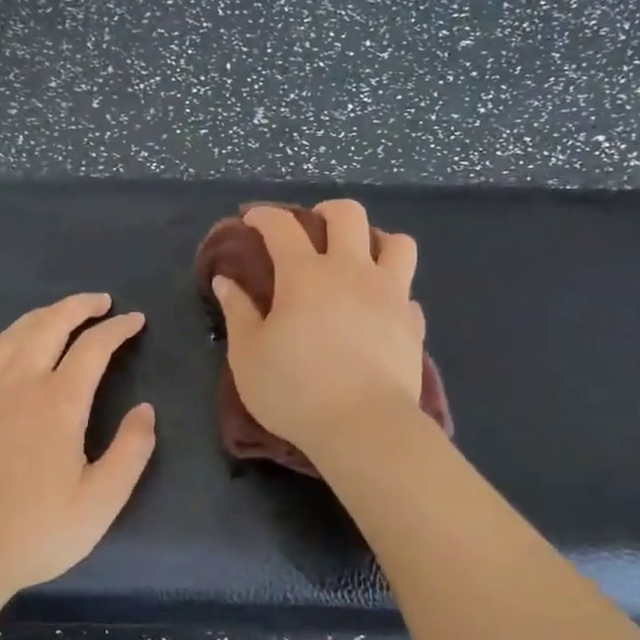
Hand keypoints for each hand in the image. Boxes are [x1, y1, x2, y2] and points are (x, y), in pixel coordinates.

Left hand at [0, 292, 155, 603]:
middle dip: (78, 306)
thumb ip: (131, 450)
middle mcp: (18, 385)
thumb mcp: (102, 501)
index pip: (93, 348)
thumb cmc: (38, 531)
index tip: (135, 321)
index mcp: (58, 403)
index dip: (117, 329)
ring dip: (40, 316)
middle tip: (100, 303)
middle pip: (48, 325)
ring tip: (60, 314)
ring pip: (11, 335)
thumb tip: (145, 409)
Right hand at [211, 200, 426, 455]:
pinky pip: (407, 293)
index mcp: (305, 274)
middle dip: (326, 213)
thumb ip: (238, 313)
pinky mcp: (413, 324)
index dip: (264, 216)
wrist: (364, 426)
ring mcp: (390, 295)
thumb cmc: (295, 391)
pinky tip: (380, 312)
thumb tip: (226, 281)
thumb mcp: (248, 356)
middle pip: (348, 215)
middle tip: (313, 231)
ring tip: (361, 261)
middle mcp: (352, 272)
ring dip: (377, 242)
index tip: (252, 219)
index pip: (282, 226)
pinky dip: (393, 294)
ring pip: (398, 243)